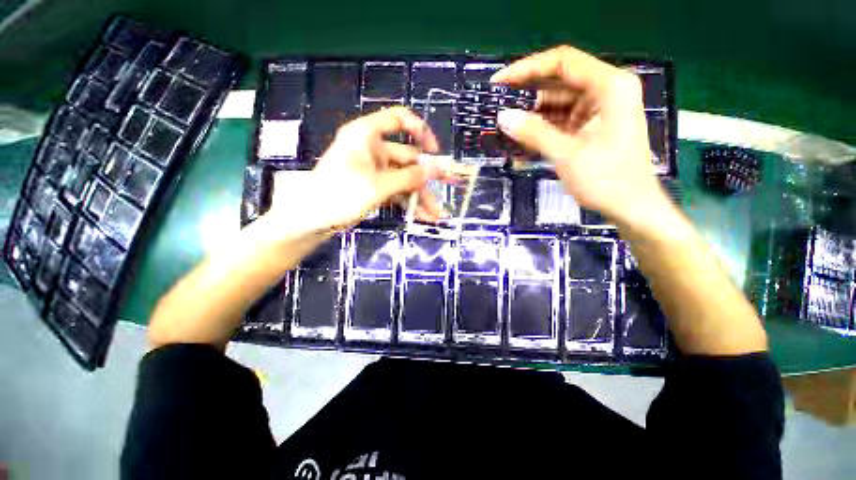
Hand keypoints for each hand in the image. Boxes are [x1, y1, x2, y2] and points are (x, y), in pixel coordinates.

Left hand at [268, 106, 442, 231]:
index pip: (398, 119)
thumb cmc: (340, 194)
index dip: (420, 130)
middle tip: (448, 186)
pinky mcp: (373, 188)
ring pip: (404, 179)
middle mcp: (372, 149)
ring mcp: (374, 170)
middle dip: (426, 176)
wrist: (311, 220)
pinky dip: (409, 203)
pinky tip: (423, 216)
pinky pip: (397, 192)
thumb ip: (409, 177)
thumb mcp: (378, 186)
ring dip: (420, 196)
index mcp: (367, 135)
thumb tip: (436, 169)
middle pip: (407, 157)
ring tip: (436, 215)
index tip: (434, 150)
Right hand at [492, 46, 669, 229]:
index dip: (526, 68)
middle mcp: (606, 90)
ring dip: (534, 112)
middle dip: (528, 91)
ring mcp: (599, 108)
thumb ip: (534, 132)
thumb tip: (503, 117)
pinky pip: (562, 118)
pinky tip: (524, 133)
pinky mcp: (592, 125)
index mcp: (609, 86)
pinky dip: (543, 125)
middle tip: (499, 102)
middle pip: (560, 79)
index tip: (499, 81)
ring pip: (559, 100)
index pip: (562, 63)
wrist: (631, 207)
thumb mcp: (566, 154)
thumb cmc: (606, 180)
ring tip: (507, 122)